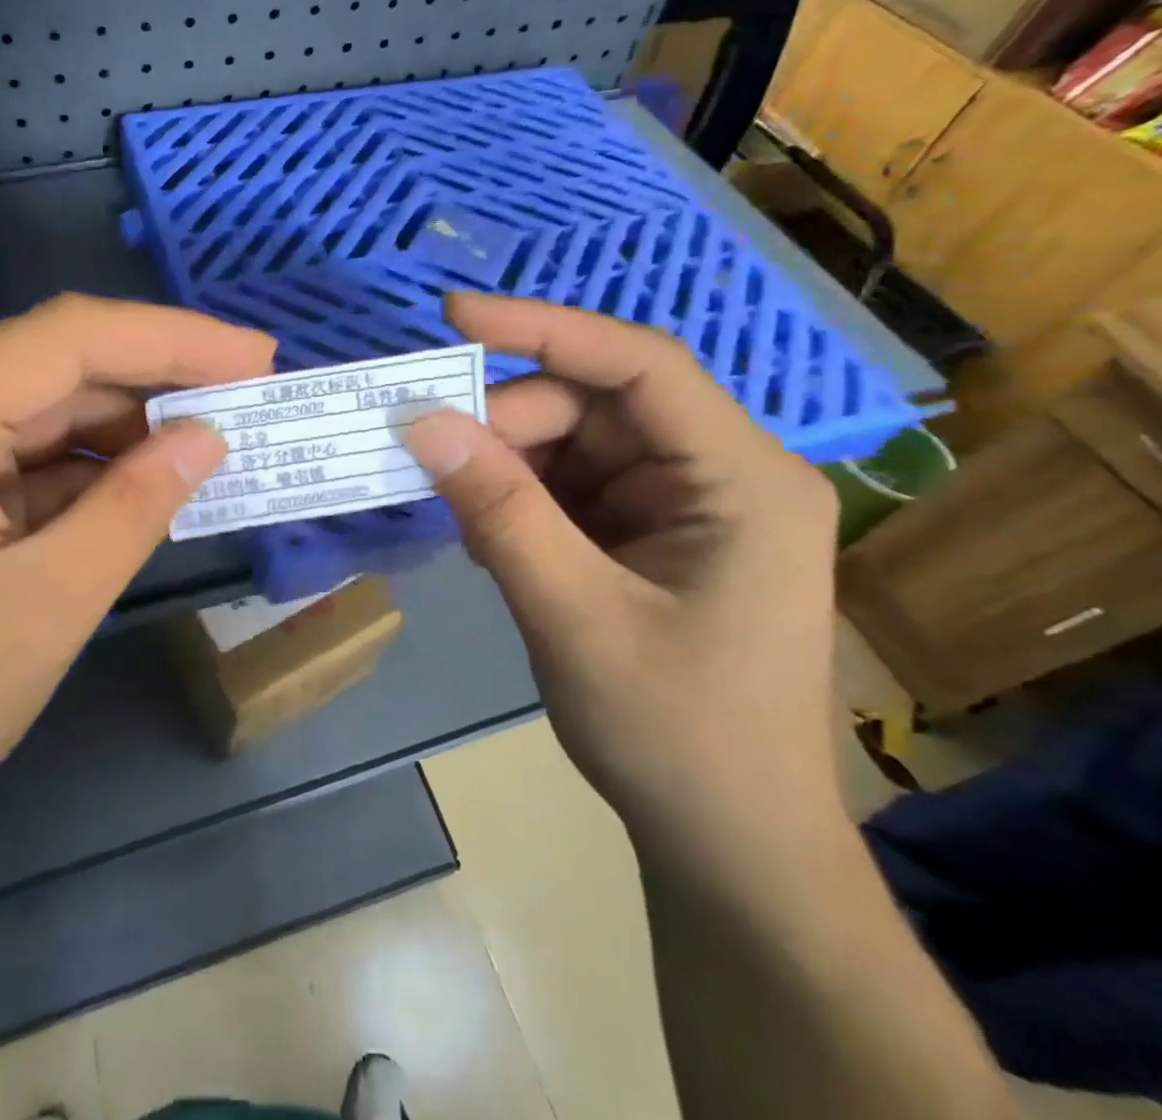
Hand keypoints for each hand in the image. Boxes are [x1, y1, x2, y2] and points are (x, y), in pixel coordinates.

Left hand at [0, 294, 275, 877]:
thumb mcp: (46, 606)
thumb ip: (135, 506)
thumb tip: (205, 437)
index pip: (66, 339)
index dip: (173, 338)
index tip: (257, 357)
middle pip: (48, 368)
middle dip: (152, 383)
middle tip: (244, 400)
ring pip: (33, 414)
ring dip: (119, 431)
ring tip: (204, 447)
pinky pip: (10, 461)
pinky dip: (78, 474)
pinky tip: (136, 488)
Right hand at [402, 292, 841, 861]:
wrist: (729, 846)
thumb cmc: (677, 736)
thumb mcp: (574, 618)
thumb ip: (499, 512)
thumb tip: (420, 421)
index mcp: (742, 479)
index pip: (639, 365)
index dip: (543, 327)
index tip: (452, 316)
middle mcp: (720, 473)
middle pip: (594, 405)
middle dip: (509, 426)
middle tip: (432, 462)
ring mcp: (683, 504)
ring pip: (573, 445)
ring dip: (507, 468)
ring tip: (460, 515)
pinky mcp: (650, 533)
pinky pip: (571, 487)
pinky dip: (520, 500)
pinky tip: (488, 536)